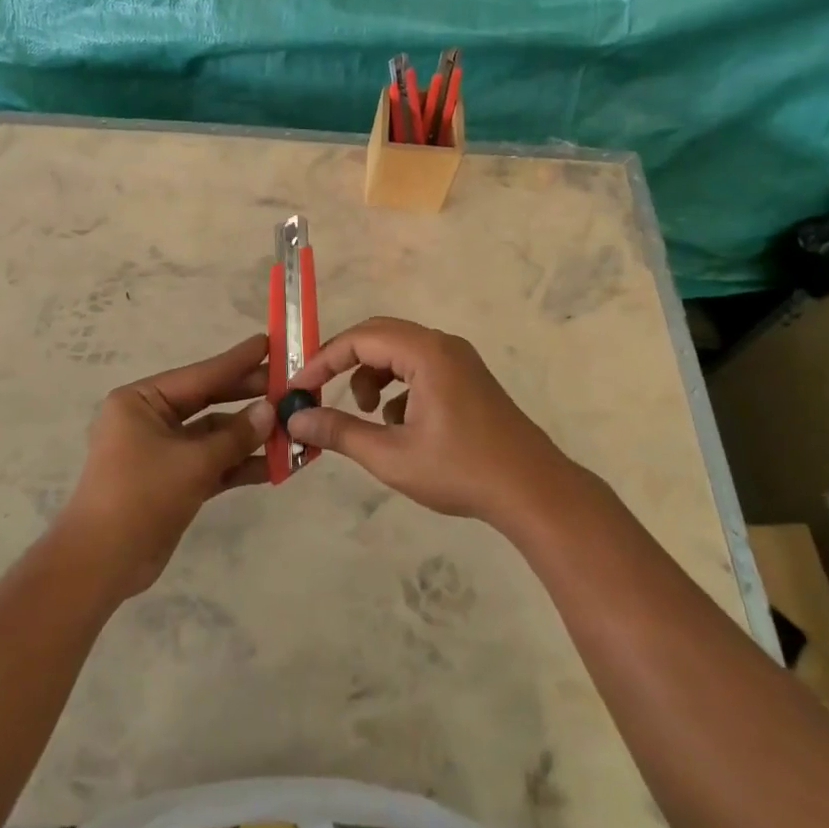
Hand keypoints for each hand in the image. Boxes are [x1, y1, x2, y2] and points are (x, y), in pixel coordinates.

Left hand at [57, 333, 276, 597]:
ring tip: (294, 429)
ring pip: (214, 436)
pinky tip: (277, 465)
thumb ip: (235, 435)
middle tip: (290, 386)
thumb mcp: (192, 462)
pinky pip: (212, 464)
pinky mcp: (173, 481)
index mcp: (141, 401)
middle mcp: (150, 420)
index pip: (199, 375)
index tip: (270, 343)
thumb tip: (271, 410)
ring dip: (250, 437)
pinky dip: (239, 465)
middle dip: (249, 399)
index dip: (237, 361)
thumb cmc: (140, 496)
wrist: (101, 564)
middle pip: (208, 402)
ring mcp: (162, 452)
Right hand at [285, 317, 570, 524]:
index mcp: (426, 353)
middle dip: (345, 363)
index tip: (298, 387)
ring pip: (399, 352)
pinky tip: (400, 425)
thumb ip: (339, 432)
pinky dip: (398, 386)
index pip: (360, 339)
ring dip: (373, 376)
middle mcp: (443, 345)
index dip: (324, 360)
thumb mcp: (391, 455)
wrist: (532, 491)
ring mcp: (460, 360)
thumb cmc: (460, 470)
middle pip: (379, 336)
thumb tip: (296, 420)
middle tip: (320, 391)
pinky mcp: (468, 379)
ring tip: (367, 415)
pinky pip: (420, 367)